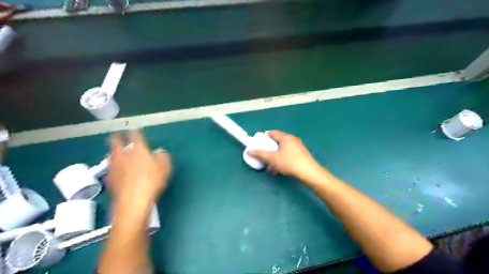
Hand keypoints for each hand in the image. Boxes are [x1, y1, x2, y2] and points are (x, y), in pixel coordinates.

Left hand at [109, 132, 171, 205]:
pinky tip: (116, 169)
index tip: (136, 128)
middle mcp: (124, 154)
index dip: (136, 131)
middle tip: (118, 134)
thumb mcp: (165, 168)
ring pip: (111, 153)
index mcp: (138, 150)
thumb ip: (163, 157)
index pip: (135, 135)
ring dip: (113, 150)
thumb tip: (159, 151)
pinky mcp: (109, 178)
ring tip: (115, 150)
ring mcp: (114, 166)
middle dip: (117, 137)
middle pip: (116, 142)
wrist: (133, 201)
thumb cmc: (152, 181)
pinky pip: (110, 167)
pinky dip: (113, 165)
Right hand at [249, 130, 323, 179]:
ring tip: (271, 167)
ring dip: (275, 157)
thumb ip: (260, 154)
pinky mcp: (301, 154)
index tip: (258, 145)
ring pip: (282, 150)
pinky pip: (288, 154)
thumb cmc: (289, 163)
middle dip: (269, 150)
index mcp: (285, 137)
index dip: (263, 138)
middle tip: (264, 157)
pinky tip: (279, 169)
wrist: (309, 172)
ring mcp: (298, 146)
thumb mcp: (272, 159)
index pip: (272, 133)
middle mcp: (292, 139)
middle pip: (276, 142)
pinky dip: (282, 159)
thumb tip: (249, 150)